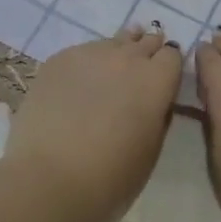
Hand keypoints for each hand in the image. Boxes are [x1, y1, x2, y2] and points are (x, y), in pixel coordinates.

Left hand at [4, 24, 182, 221]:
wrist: (48, 179)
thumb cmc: (110, 178)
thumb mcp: (151, 150)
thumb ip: (157, 115)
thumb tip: (154, 101)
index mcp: (156, 80)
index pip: (172, 56)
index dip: (169, 67)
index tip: (163, 80)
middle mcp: (127, 58)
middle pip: (145, 42)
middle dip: (146, 53)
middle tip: (140, 71)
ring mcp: (91, 54)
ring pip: (113, 42)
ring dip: (117, 53)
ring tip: (110, 70)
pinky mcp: (59, 59)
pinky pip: (82, 52)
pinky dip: (87, 63)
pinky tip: (77, 83)